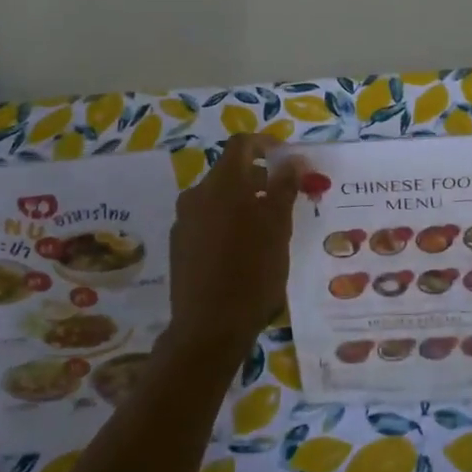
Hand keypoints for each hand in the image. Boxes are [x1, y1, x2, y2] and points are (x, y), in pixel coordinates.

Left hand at [167, 135, 300, 366]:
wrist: (208, 327)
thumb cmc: (252, 272)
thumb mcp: (278, 227)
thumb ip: (284, 187)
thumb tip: (292, 159)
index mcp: (222, 184)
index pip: (242, 145)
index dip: (267, 145)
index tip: (288, 160)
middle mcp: (197, 194)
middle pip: (230, 172)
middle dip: (259, 179)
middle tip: (286, 199)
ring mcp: (184, 221)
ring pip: (218, 199)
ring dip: (244, 203)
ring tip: (269, 229)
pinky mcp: (179, 246)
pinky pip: (207, 221)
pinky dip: (228, 223)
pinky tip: (244, 251)